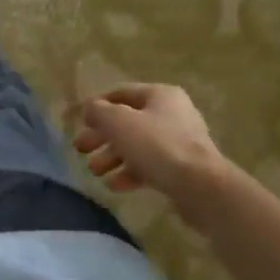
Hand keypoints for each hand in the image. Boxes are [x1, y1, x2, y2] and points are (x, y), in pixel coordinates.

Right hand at [73, 83, 226, 202]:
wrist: (200, 186)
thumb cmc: (157, 145)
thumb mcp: (119, 122)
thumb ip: (99, 112)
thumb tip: (90, 109)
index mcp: (160, 95)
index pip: (121, 93)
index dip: (97, 106)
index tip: (79, 122)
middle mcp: (171, 114)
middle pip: (127, 122)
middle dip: (101, 136)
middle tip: (80, 149)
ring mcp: (178, 143)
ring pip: (136, 146)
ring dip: (111, 157)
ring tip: (94, 171)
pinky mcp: (181, 169)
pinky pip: (149, 166)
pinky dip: (129, 173)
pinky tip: (114, 185)